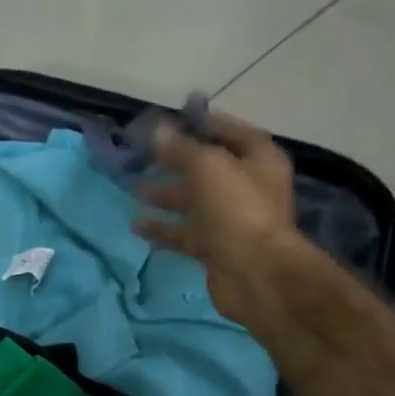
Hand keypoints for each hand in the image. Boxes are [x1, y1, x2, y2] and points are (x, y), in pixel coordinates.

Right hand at [132, 108, 297, 325]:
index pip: (233, 133)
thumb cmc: (236, 209)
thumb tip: (157, 131)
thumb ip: (180, 148)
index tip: (174, 121)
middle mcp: (247, 188)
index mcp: (259, 161)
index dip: (205, 125)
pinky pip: (186, 234)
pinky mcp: (215, 249)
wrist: (254, 274)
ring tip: (135, 190)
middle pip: (209, 170)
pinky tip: (137, 226)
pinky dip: (164, 229)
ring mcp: (231, 221)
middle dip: (176, 164)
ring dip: (166, 196)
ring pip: (194, 203)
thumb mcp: (207, 167)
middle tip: (144, 157)